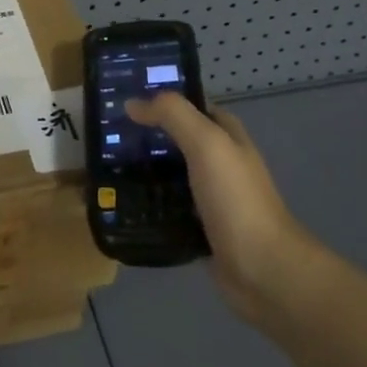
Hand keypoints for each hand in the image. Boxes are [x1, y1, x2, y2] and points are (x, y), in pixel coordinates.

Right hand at [124, 92, 306, 319]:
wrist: (263, 269)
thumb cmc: (236, 199)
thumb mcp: (207, 143)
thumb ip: (173, 115)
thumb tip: (133, 102)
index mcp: (227, 135)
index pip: (190, 105)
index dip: (160, 98)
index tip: (123, 98)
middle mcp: (220, 161)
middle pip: (176, 139)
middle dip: (145, 135)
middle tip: (105, 134)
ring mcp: (210, 195)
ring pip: (169, 173)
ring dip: (143, 169)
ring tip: (104, 165)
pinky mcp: (200, 226)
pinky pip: (168, 206)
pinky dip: (148, 202)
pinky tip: (122, 201)